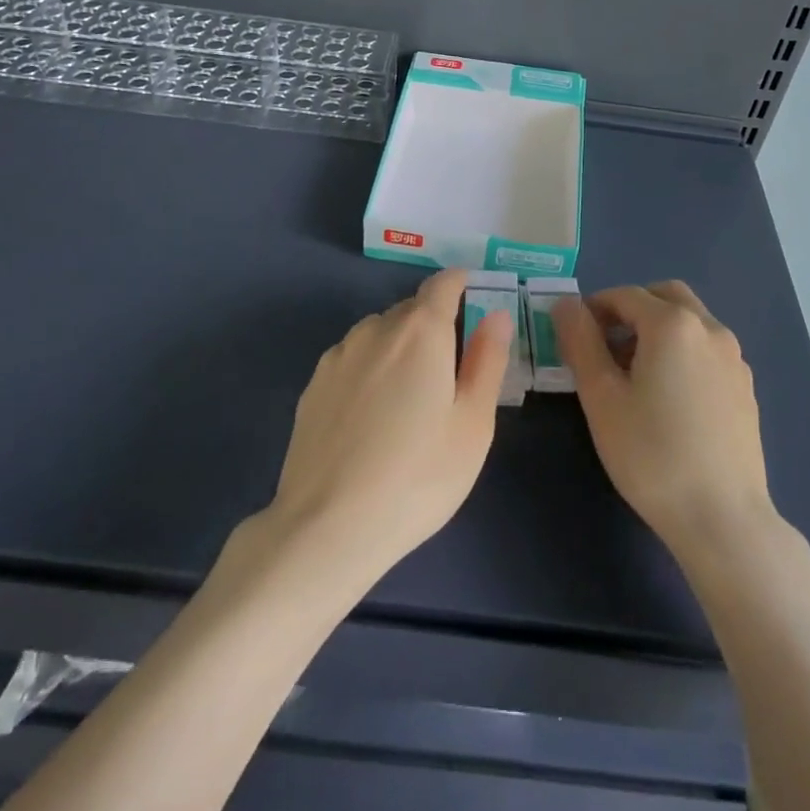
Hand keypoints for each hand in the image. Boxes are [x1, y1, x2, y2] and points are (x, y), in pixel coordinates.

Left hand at [262, 269, 510, 582]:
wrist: (328, 526)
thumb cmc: (418, 476)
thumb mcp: (472, 424)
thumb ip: (487, 360)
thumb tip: (496, 314)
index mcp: (421, 331)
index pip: (443, 283)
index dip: (462, 284)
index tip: (475, 299)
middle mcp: (375, 329)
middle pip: (411, 309)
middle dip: (434, 324)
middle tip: (450, 370)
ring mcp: (338, 356)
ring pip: (379, 333)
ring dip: (399, 346)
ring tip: (409, 399)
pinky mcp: (312, 385)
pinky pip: (352, 359)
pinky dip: (370, 369)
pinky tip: (371, 416)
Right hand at [554, 281, 775, 559]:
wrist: (722, 518)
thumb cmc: (651, 454)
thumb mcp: (601, 397)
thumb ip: (580, 341)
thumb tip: (566, 304)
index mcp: (673, 324)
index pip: (625, 295)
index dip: (593, 308)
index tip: (574, 335)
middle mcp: (710, 329)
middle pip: (665, 296)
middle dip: (631, 309)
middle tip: (605, 344)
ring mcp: (735, 358)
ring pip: (690, 322)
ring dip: (658, 329)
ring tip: (633, 374)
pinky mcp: (746, 387)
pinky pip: (707, 350)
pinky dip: (682, 351)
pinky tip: (668, 397)